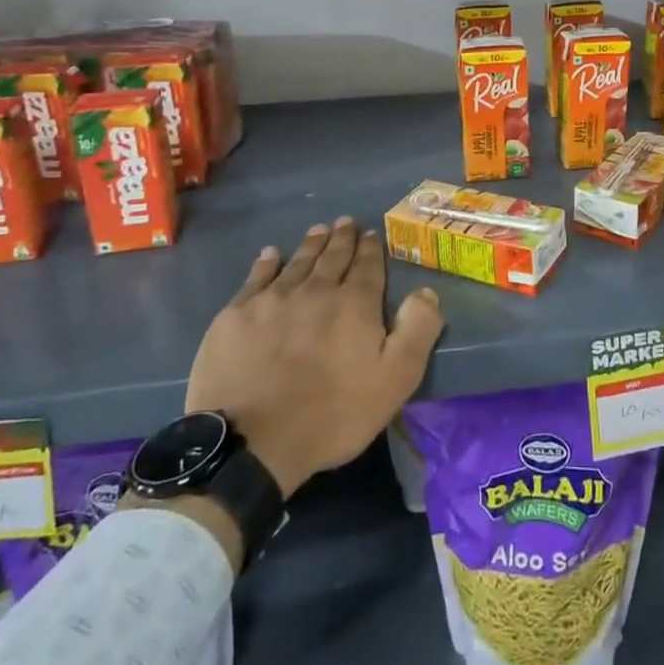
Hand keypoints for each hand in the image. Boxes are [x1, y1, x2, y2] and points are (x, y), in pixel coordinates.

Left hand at [185, 218, 443, 499]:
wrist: (251, 442)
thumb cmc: (332, 414)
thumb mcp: (395, 379)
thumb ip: (417, 330)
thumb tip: (427, 291)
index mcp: (355, 303)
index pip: (367, 266)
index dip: (371, 249)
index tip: (371, 234)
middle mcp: (316, 290)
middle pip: (332, 257)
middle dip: (342, 238)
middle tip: (345, 222)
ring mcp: (272, 299)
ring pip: (298, 262)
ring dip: (311, 244)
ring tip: (318, 230)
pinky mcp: (236, 315)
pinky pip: (256, 277)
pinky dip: (267, 263)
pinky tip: (271, 255)